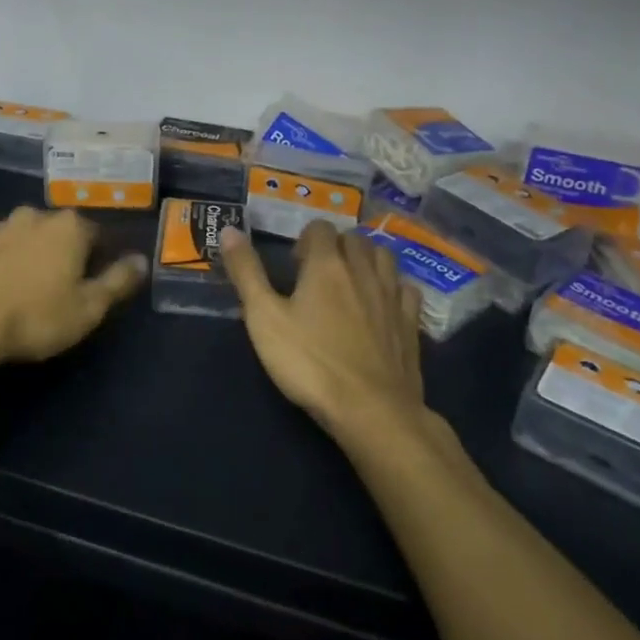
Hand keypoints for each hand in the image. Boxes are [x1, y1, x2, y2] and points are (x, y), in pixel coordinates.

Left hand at [0, 206, 146, 370]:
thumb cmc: (36, 316)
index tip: (93, 285)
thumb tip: (142, 260)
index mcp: (70, 227)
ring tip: (25, 292)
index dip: (99, 259)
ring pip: (24, 238)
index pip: (97, 235)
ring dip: (29, 256)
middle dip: (62, 254)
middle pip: (59, 232)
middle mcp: (35, 216)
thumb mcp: (89, 308)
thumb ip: (118, 281)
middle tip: (59, 290)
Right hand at [219, 221, 427, 443]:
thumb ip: (246, 272)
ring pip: (383, 256)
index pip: (320, 228)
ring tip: (349, 281)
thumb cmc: (310, 363)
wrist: (372, 411)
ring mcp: (392, 296)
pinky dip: (393, 285)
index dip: (304, 240)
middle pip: (353, 239)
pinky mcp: (411, 323)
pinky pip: (406, 288)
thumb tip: (228, 230)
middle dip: (335, 246)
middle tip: (316, 274)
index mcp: (326, 265)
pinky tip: (382, 302)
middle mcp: (363, 270)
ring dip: (365, 259)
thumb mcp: (264, 318)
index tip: (293, 266)